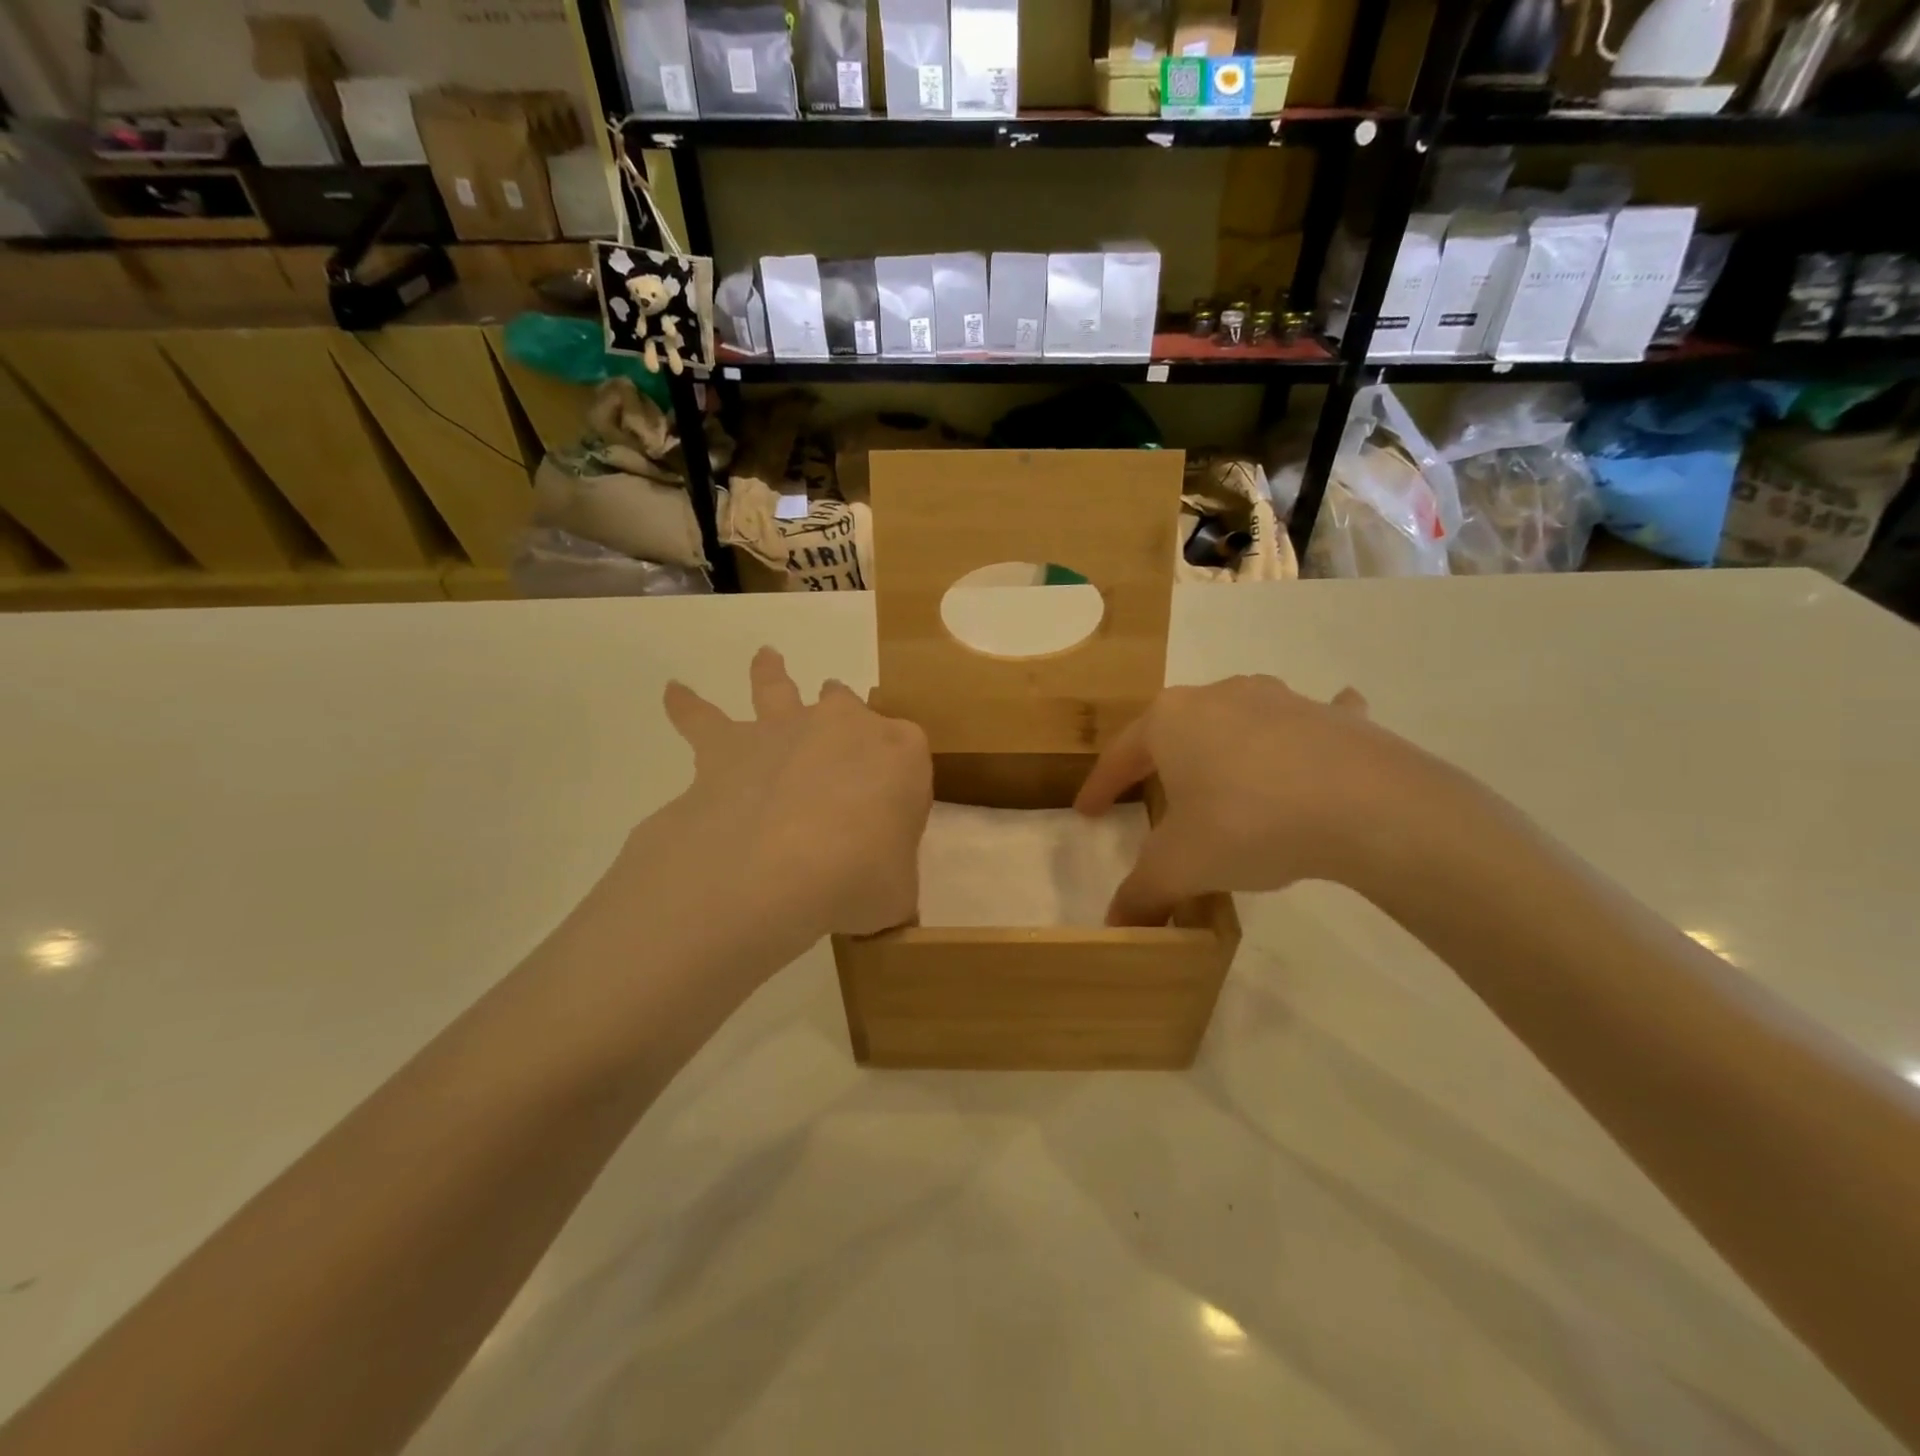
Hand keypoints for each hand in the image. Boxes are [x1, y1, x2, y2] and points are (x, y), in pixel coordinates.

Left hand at [651, 647, 930, 943]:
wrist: (782, 866)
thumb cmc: (860, 876)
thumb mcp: (898, 893)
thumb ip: (892, 884)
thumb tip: (877, 893)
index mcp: (901, 753)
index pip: (908, 755)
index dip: (899, 783)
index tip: (889, 817)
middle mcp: (844, 725)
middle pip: (847, 707)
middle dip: (844, 717)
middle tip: (839, 736)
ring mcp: (785, 728)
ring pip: (778, 688)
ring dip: (771, 673)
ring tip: (766, 657)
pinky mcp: (730, 745)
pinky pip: (701, 718)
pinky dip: (686, 706)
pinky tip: (673, 692)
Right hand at [1074, 675, 1443, 925]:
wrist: (1367, 806)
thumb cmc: (1248, 823)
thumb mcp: (1181, 866)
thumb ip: (1142, 893)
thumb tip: (1117, 925)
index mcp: (1171, 721)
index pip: (1120, 755)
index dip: (1100, 787)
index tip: (1087, 812)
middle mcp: (1220, 697)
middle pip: (1176, 731)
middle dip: (1161, 762)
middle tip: (1152, 795)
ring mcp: (1281, 700)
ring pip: (1239, 721)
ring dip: (1226, 746)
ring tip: (1225, 778)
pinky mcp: (1334, 718)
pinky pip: (1311, 722)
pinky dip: (1306, 735)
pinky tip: (1315, 750)